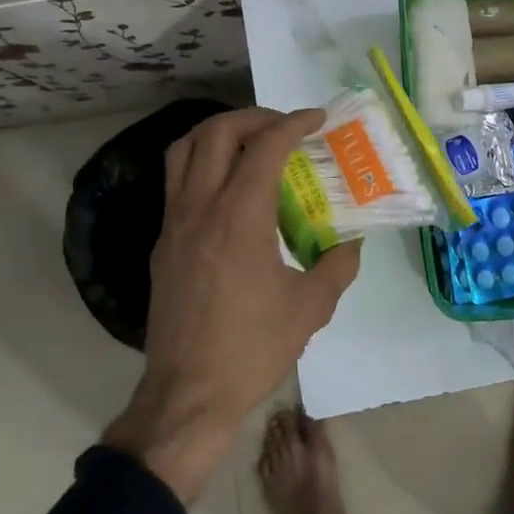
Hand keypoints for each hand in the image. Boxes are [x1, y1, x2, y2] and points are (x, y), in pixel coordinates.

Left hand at [103, 107, 360, 501]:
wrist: (187, 396)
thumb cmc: (252, 349)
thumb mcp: (310, 308)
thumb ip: (337, 266)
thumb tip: (351, 242)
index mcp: (239, 219)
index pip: (264, 148)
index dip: (293, 124)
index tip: (317, 118)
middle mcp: (200, 210)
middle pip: (215, 133)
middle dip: (254, 117)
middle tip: (285, 127)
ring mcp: (173, 226)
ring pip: (184, 151)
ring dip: (219, 133)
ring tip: (251, 142)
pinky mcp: (162, 246)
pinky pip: (177, 183)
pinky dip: (203, 165)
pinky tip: (230, 190)